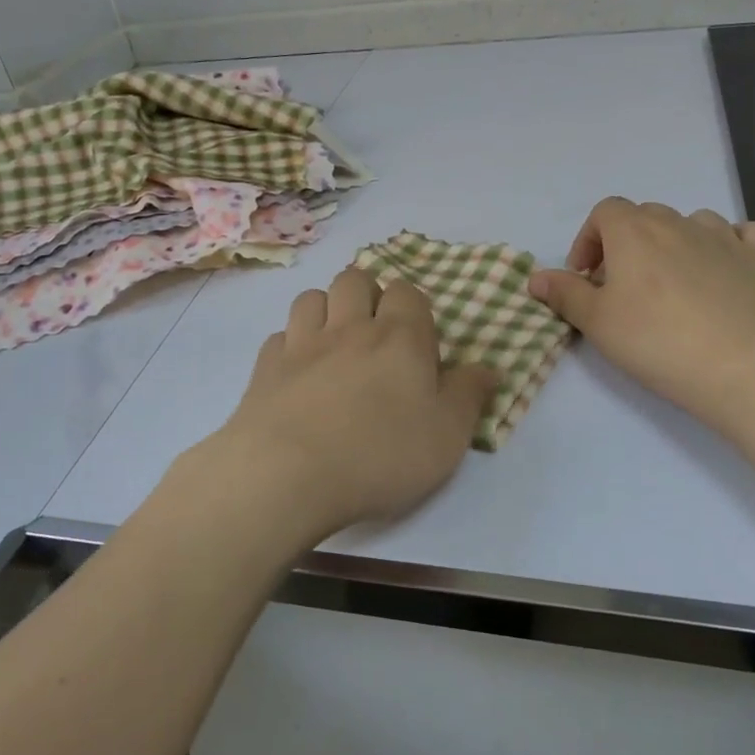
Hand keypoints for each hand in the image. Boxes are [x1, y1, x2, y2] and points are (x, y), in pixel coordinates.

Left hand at [193, 268, 496, 544]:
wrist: (289, 474)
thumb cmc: (380, 455)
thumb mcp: (447, 435)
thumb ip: (469, 396)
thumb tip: (488, 368)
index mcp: (399, 337)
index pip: (407, 292)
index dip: (412, 308)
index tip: (417, 342)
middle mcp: (349, 328)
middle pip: (354, 279)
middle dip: (366, 294)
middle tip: (374, 333)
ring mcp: (302, 343)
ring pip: (312, 298)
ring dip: (325, 310)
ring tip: (333, 343)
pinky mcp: (265, 367)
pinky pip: (279, 337)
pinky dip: (290, 345)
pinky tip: (297, 372)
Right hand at [527, 199, 754, 432]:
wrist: (748, 368)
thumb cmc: (659, 342)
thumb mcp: (597, 323)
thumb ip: (564, 295)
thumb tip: (535, 277)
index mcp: (634, 232)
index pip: (604, 212)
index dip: (589, 240)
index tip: (586, 278)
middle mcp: (679, 223)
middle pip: (644, 216)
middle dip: (627, 244)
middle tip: (622, 288)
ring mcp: (726, 237)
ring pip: (692, 222)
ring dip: (675, 242)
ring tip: (671, 282)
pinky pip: (743, 235)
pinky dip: (728, 244)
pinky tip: (724, 269)